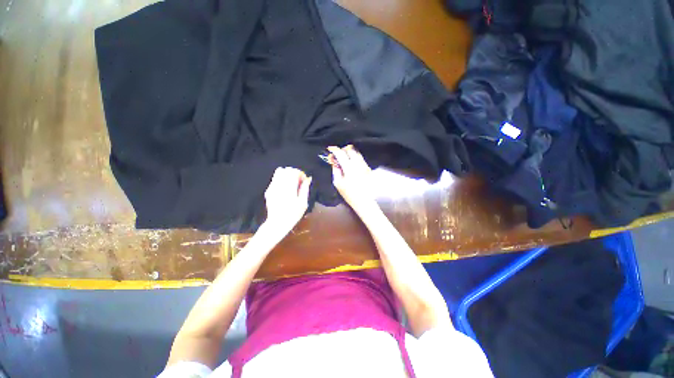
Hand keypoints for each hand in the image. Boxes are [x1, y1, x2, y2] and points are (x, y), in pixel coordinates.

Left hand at [264, 167, 311, 234]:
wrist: (277, 223)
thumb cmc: (293, 214)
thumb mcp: (303, 203)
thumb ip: (305, 189)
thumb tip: (308, 179)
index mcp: (289, 187)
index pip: (294, 171)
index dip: (300, 174)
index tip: (304, 180)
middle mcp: (279, 184)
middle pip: (286, 169)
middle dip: (294, 173)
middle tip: (298, 182)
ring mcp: (272, 187)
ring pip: (279, 171)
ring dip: (287, 174)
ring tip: (291, 183)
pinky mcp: (269, 190)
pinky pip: (275, 178)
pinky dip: (281, 179)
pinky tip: (284, 188)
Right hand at [327, 145, 377, 215]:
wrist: (365, 201)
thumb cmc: (349, 194)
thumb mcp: (338, 183)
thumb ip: (335, 170)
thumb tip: (334, 162)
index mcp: (349, 167)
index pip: (341, 153)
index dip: (334, 149)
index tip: (330, 149)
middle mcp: (358, 163)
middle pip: (350, 149)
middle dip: (343, 149)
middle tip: (337, 154)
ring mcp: (365, 165)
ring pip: (357, 152)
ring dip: (349, 153)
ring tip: (344, 158)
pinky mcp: (369, 168)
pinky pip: (361, 158)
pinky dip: (355, 157)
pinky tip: (351, 164)